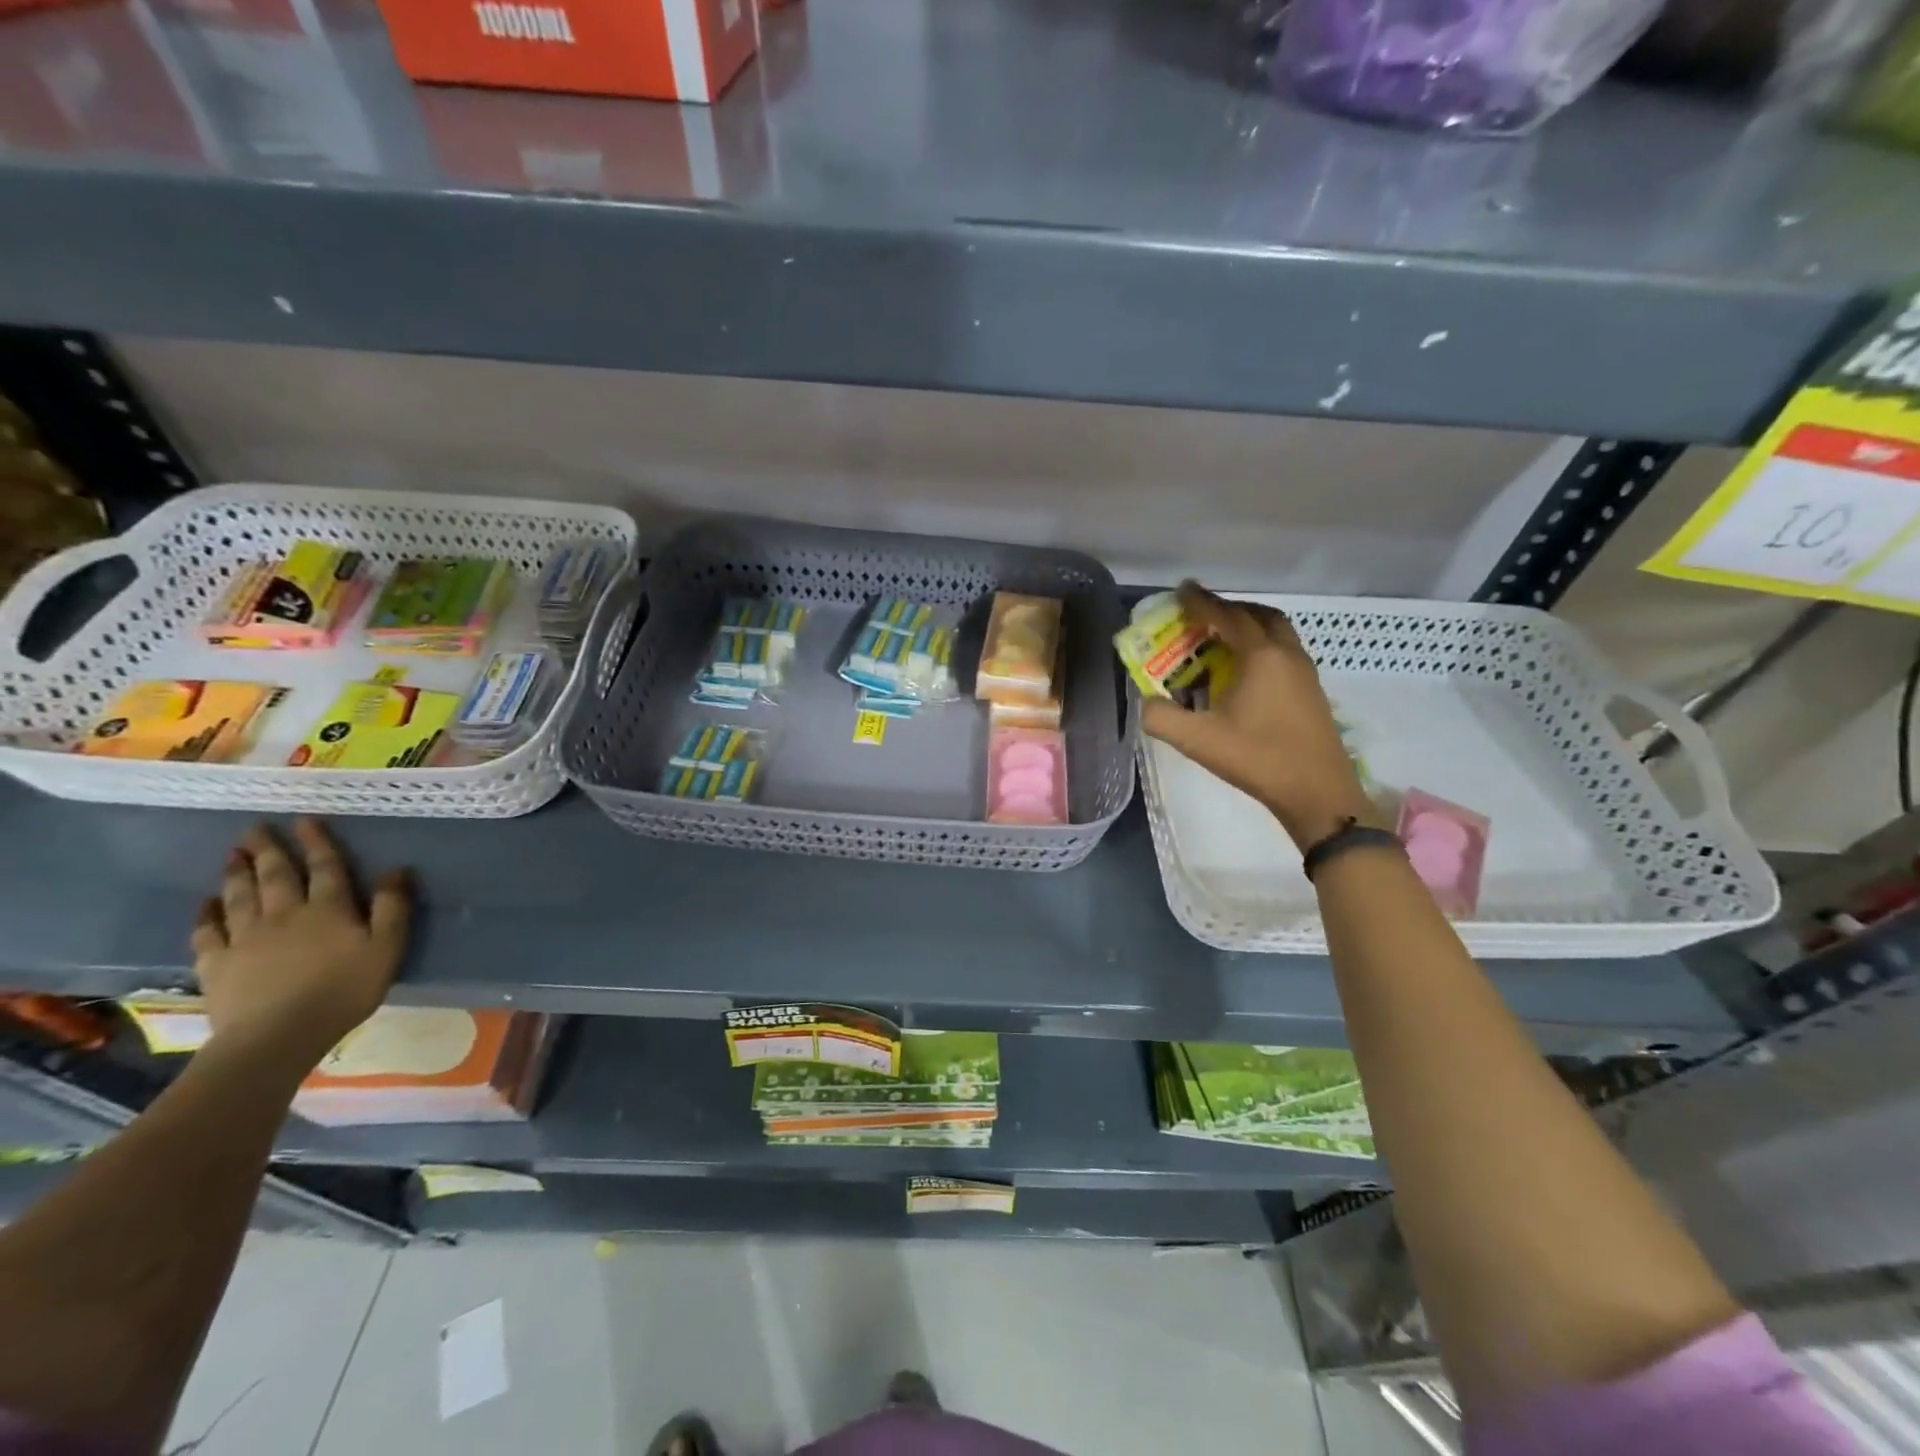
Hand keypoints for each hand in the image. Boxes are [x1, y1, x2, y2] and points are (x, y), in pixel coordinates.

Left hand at [190, 819, 413, 1068]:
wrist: (276, 1036)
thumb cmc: (344, 990)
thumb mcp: (387, 947)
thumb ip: (393, 907)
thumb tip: (397, 869)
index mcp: (328, 909)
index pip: (325, 867)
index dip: (317, 842)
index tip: (305, 821)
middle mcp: (284, 914)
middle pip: (275, 875)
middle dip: (267, 850)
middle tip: (254, 829)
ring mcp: (245, 938)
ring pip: (239, 896)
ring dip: (236, 873)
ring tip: (232, 855)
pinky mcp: (218, 963)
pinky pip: (207, 932)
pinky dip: (205, 914)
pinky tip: (204, 904)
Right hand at [1141, 583, 1372, 852]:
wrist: (1317, 792)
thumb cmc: (1258, 759)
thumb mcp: (1198, 741)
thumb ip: (1162, 718)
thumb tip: (1146, 703)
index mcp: (1260, 656)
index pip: (1228, 616)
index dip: (1202, 602)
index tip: (1182, 591)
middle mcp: (1286, 654)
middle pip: (1259, 616)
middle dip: (1230, 610)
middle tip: (1203, 617)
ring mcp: (1305, 672)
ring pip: (1277, 633)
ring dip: (1250, 627)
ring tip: (1221, 641)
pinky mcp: (1311, 691)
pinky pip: (1284, 652)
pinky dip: (1262, 648)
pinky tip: (1245, 674)